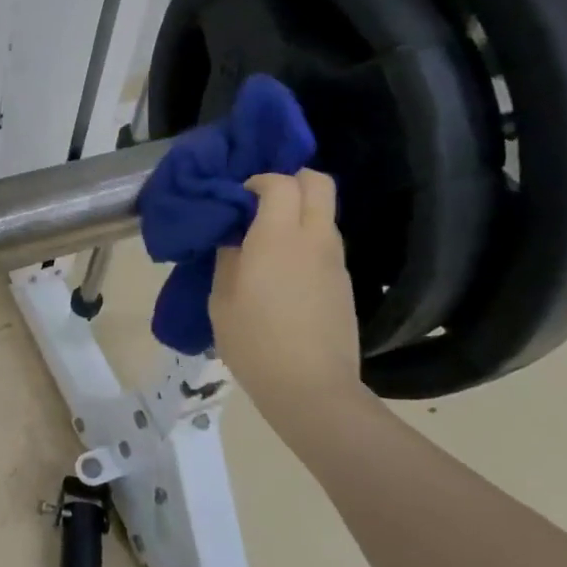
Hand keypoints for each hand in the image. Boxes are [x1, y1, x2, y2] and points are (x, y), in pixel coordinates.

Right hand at [209, 171, 364, 410]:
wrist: (310, 387)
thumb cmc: (254, 341)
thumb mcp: (222, 298)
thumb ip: (228, 257)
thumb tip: (234, 236)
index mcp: (278, 236)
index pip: (280, 182)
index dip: (258, 181)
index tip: (238, 198)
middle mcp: (313, 238)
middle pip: (318, 183)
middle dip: (292, 180)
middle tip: (262, 201)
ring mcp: (335, 260)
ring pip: (325, 213)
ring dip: (300, 212)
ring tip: (269, 239)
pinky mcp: (344, 283)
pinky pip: (326, 243)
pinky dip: (308, 240)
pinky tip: (285, 271)